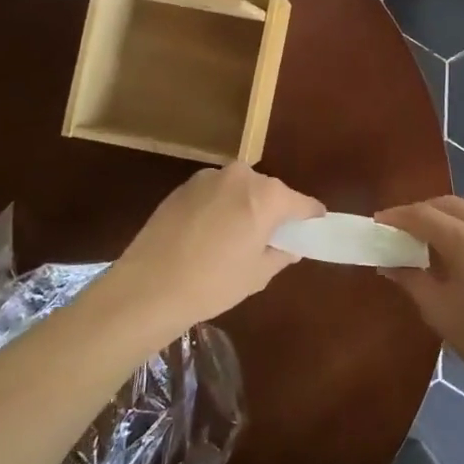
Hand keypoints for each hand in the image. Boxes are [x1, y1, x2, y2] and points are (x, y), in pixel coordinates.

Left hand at [107, 162, 324, 330]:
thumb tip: (290, 246)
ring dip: (244, 206)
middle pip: (269, 191)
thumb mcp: (257, 274)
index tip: (314, 228)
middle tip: (269, 238)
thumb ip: (281, 253)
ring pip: (240, 189)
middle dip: (273, 210)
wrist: (148, 287)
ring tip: (234, 238)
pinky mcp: (183, 186)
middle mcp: (241, 176)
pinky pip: (214, 193)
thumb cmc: (213, 283)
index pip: (302, 203)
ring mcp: (209, 177)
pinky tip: (207, 235)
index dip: (311, 217)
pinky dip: (219, 207)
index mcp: (267, 196)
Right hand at [376, 187, 463, 406]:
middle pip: (450, 202)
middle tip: (410, 231)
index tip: (381, 221)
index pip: (423, 215)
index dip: (398, 216)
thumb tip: (388, 263)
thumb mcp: (440, 312)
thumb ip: (412, 280)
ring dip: (461, 207)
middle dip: (425, 212)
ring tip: (452, 232)